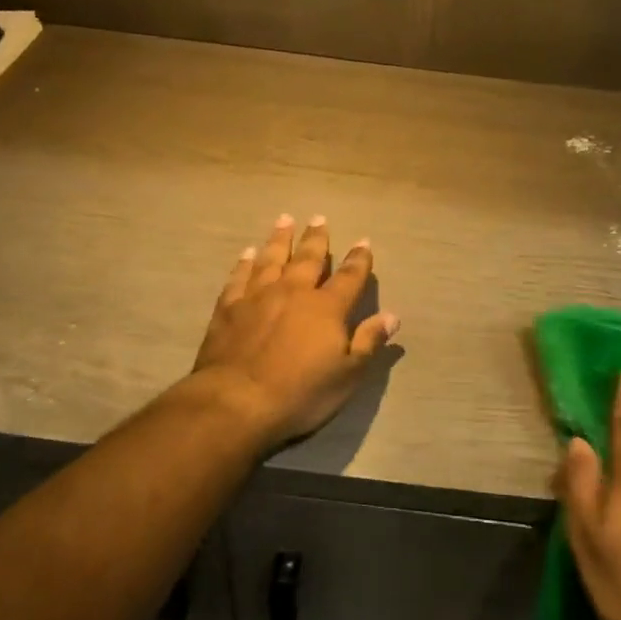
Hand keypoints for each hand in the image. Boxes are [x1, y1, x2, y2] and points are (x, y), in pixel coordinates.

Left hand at [192, 214, 398, 450]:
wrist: (237, 401)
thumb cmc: (300, 393)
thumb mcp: (347, 375)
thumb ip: (369, 342)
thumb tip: (392, 316)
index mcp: (326, 308)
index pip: (348, 277)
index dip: (359, 260)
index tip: (364, 241)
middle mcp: (293, 292)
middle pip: (307, 258)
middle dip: (316, 238)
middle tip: (319, 218)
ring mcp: (257, 296)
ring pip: (271, 259)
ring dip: (279, 239)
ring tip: (285, 220)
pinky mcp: (229, 308)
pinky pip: (239, 277)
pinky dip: (245, 263)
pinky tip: (247, 253)